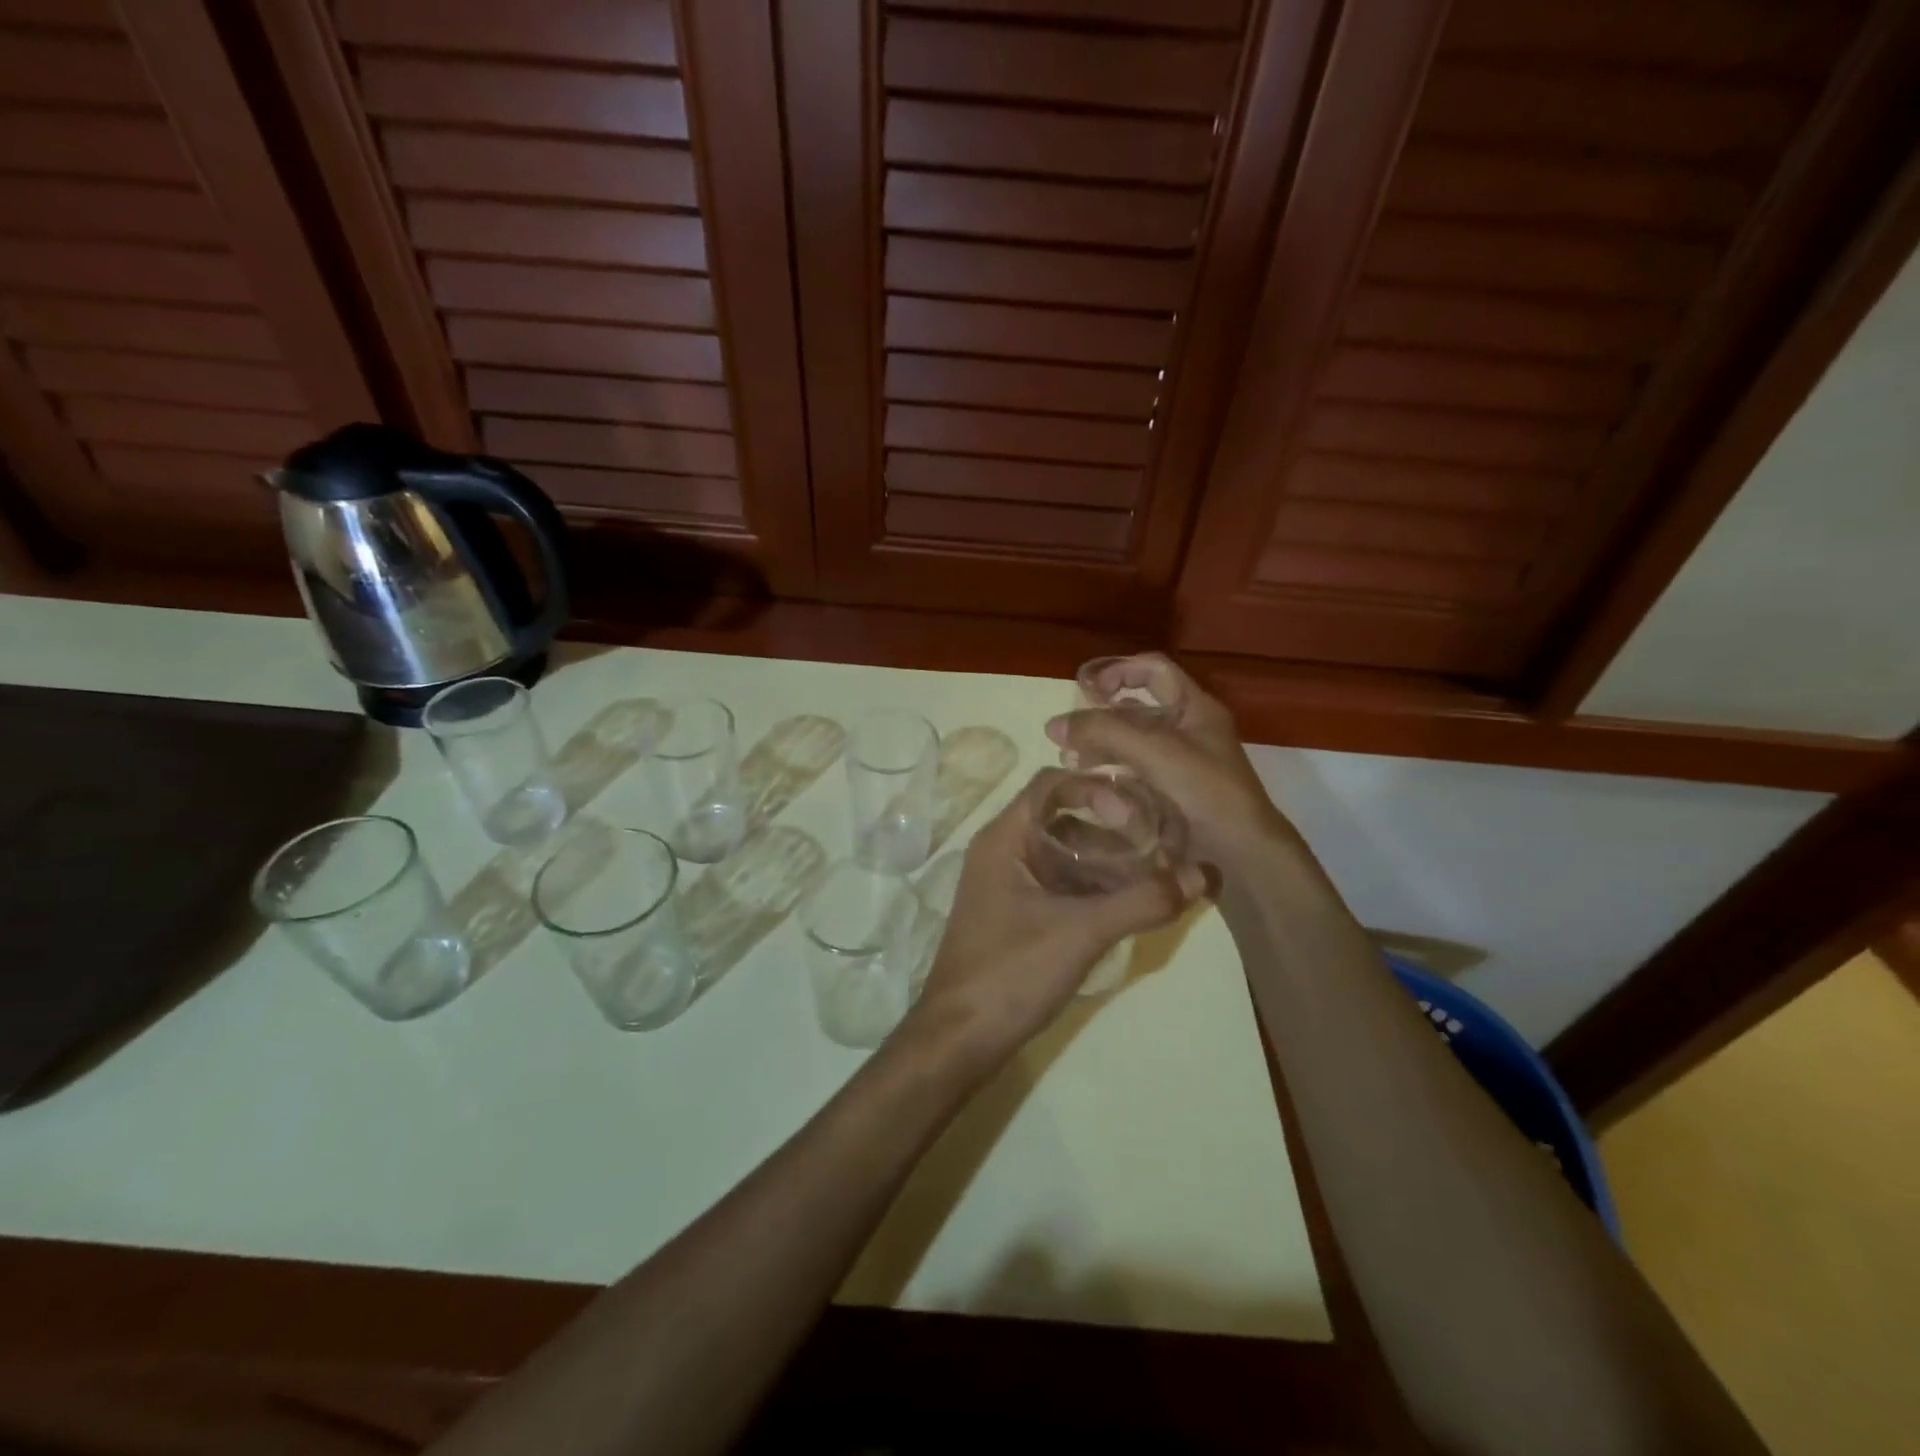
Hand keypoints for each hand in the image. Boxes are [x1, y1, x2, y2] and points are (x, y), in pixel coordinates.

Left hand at [901, 769, 1205, 1074]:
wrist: (961, 1039)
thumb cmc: (1011, 972)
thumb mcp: (1081, 933)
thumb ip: (1142, 901)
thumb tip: (1202, 874)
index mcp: (1005, 838)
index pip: (1052, 784)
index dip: (1097, 789)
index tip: (1138, 816)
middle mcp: (1004, 851)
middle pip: (1064, 818)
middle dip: (1113, 829)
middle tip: (1161, 845)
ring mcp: (1010, 884)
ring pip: (1065, 854)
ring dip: (1108, 861)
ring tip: (1156, 877)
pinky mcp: (1019, 914)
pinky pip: (1062, 884)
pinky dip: (1095, 887)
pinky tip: (1131, 905)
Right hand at [1048, 653, 1293, 867]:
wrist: (1242, 856)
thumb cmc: (1206, 792)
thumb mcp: (1155, 752)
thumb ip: (1104, 732)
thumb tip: (1053, 725)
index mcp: (1195, 708)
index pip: (1153, 669)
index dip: (1118, 671)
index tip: (1086, 690)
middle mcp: (1187, 730)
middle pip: (1136, 708)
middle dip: (1099, 716)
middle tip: (1067, 734)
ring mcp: (1180, 763)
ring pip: (1131, 743)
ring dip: (1100, 746)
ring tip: (1069, 761)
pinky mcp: (1171, 793)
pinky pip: (1134, 773)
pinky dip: (1110, 772)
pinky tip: (1089, 783)